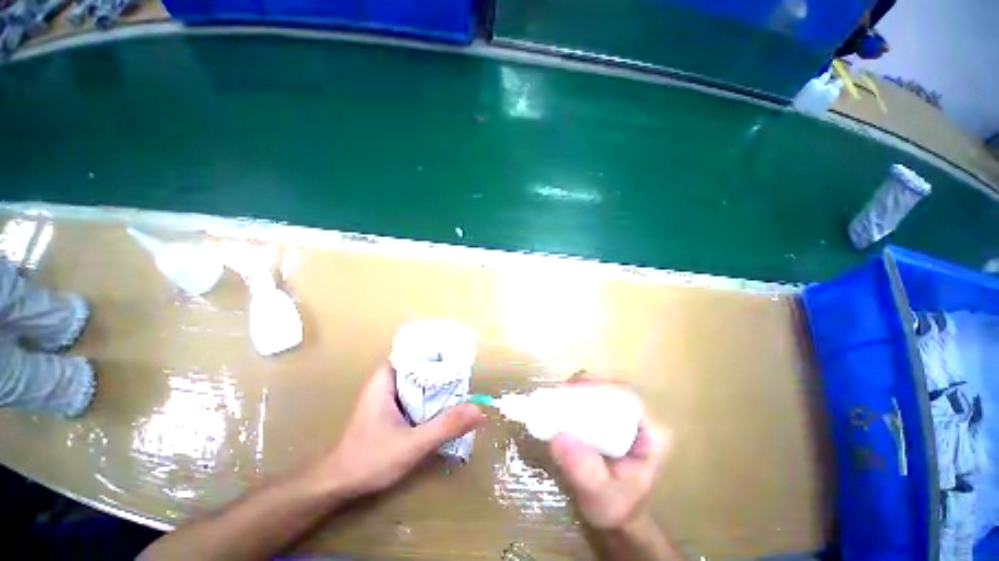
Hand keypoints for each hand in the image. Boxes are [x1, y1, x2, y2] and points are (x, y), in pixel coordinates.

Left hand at [316, 363, 482, 498]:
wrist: (338, 486)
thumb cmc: (369, 460)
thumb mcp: (411, 445)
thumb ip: (444, 427)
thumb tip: (479, 410)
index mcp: (386, 379)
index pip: (415, 351)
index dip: (437, 349)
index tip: (458, 353)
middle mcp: (387, 382)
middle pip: (420, 365)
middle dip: (442, 368)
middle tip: (466, 371)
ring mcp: (389, 396)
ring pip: (420, 381)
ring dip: (438, 383)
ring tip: (462, 384)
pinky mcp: (392, 410)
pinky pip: (417, 395)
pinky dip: (432, 397)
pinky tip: (447, 404)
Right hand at [549, 374, 669, 529]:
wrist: (616, 514)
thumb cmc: (615, 507)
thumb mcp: (601, 497)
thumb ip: (584, 471)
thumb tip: (558, 437)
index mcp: (653, 433)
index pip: (628, 398)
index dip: (599, 388)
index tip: (570, 393)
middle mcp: (642, 417)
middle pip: (612, 387)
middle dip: (583, 387)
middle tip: (557, 397)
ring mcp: (626, 413)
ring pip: (601, 388)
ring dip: (577, 390)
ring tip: (556, 402)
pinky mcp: (612, 414)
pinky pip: (593, 395)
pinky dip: (575, 397)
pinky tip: (561, 407)